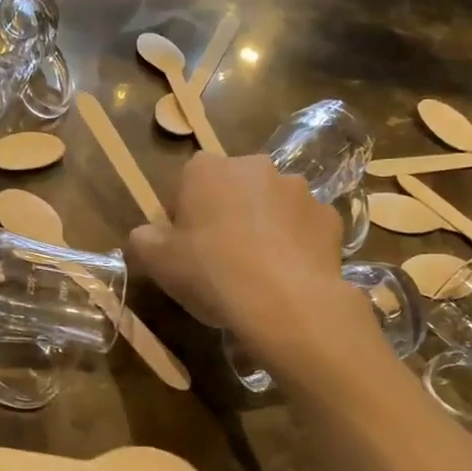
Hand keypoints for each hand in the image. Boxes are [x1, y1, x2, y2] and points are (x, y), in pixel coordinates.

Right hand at [130, 154, 378, 360]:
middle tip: (219, 256)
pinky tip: (287, 274)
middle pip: (232, 188)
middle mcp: (254, 167)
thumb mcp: (155, 262)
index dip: (183, 214)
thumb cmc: (210, 272)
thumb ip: (142, 239)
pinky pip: (303, 227)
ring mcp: (298, 189)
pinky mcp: (329, 217)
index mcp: (206, 169)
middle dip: (226, 213)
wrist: (285, 303)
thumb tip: (146, 234)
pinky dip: (295, 243)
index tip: (184, 245)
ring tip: (258, 269)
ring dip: (263, 225)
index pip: (187, 182)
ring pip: (271, 205)